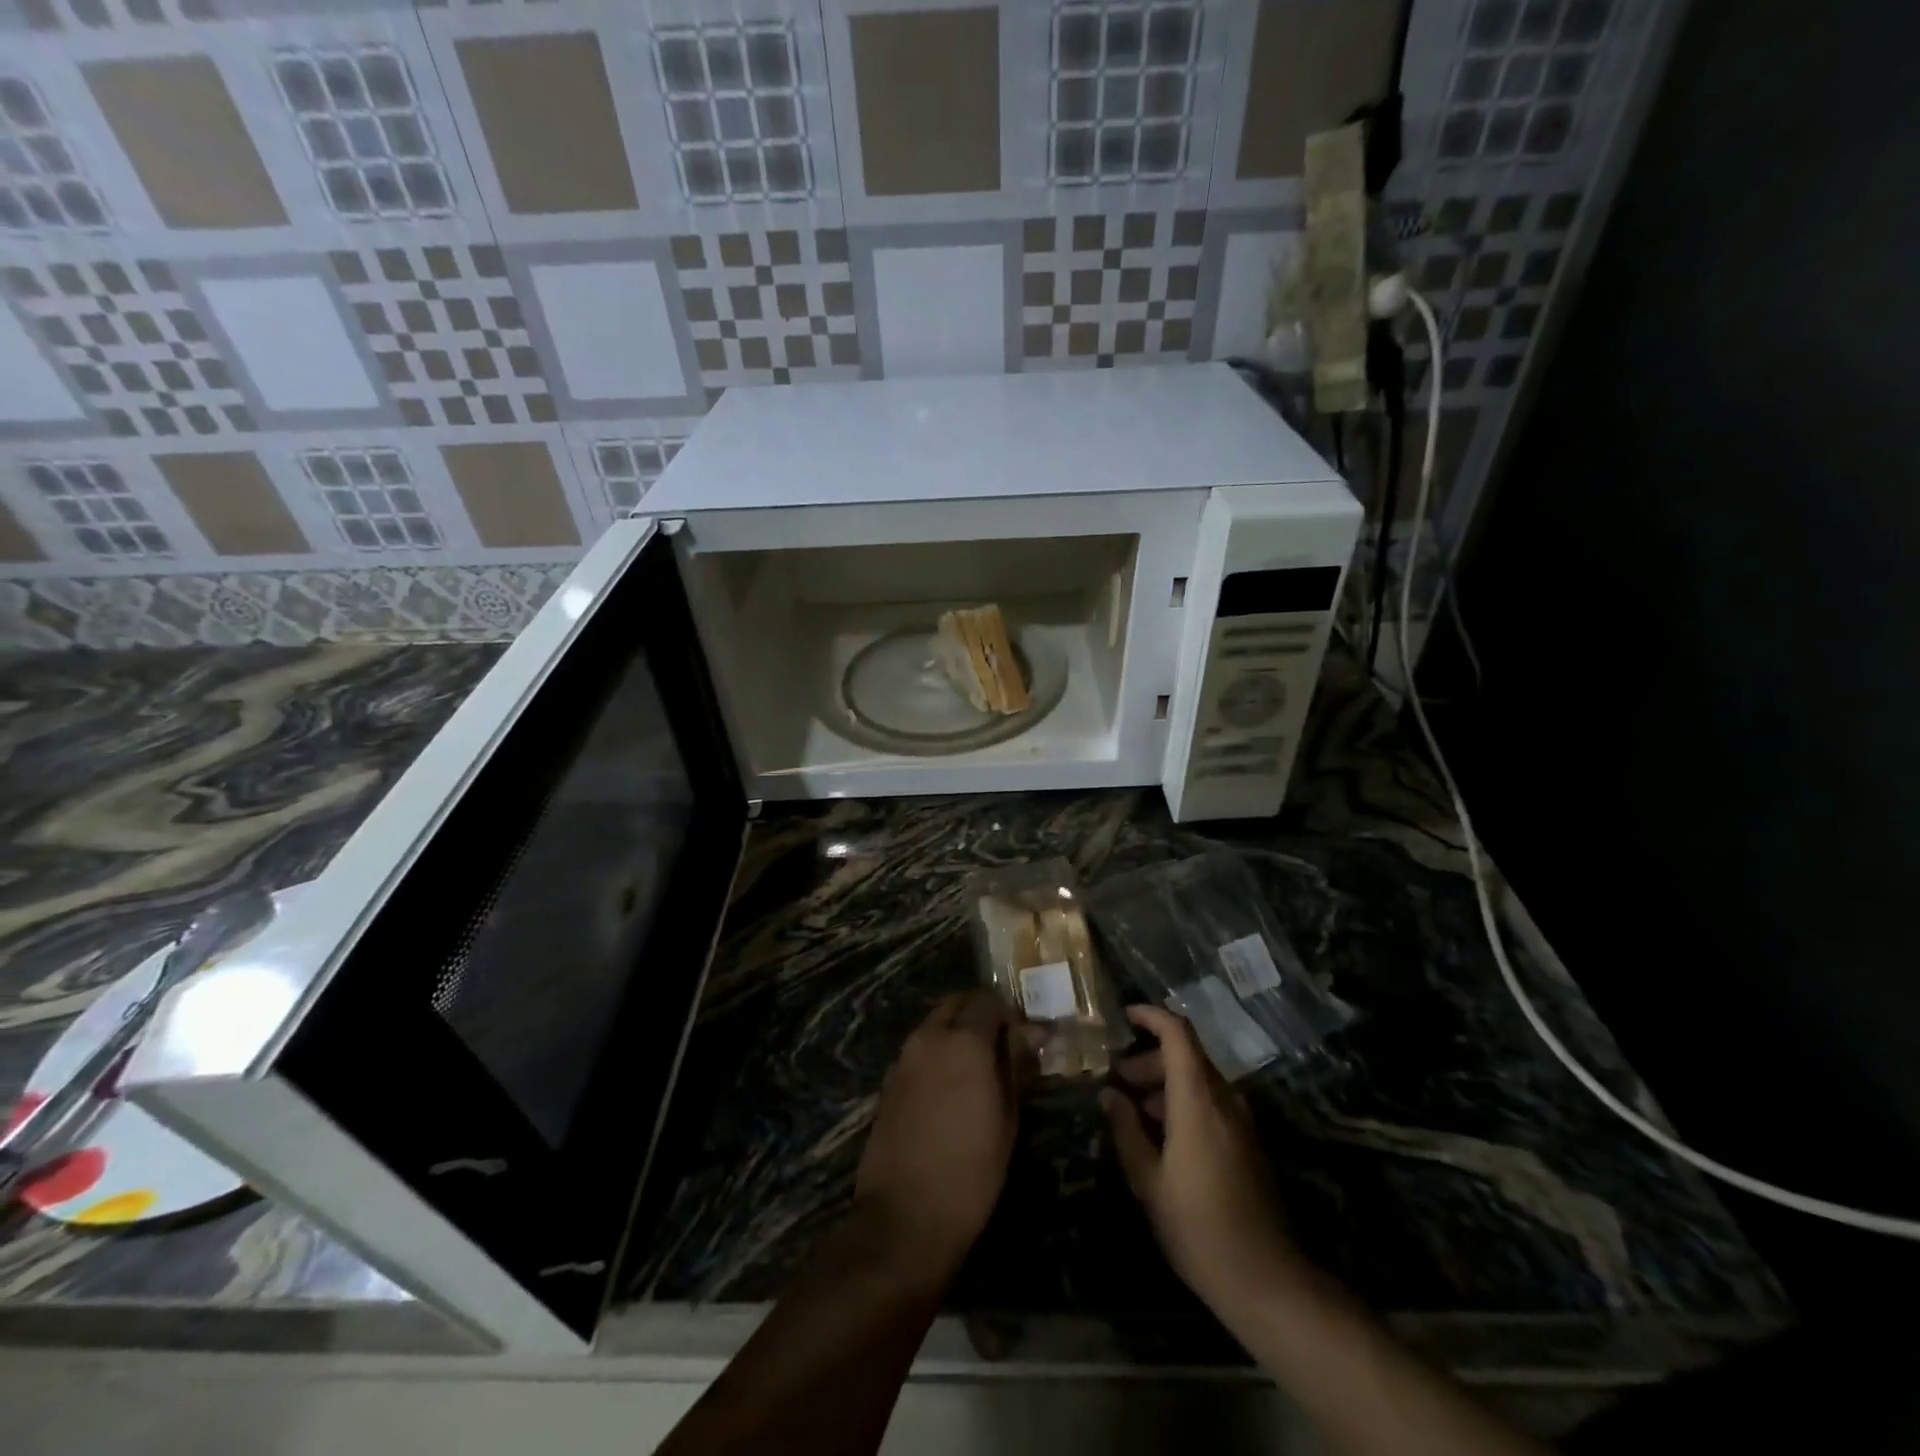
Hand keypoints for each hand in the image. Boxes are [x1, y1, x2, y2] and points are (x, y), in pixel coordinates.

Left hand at [854, 989, 1037, 1282]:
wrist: (904, 1216)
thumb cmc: (970, 1171)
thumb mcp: (1007, 1118)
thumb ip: (1016, 1065)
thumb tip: (1034, 1032)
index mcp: (964, 1041)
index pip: (989, 1000)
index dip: (1010, 1013)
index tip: (1025, 1038)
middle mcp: (929, 1037)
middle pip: (957, 1003)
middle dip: (981, 1014)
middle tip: (1004, 1045)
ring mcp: (904, 1056)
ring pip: (935, 1023)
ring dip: (958, 1031)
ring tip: (980, 1067)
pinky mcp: (889, 1079)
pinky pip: (919, 1048)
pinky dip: (938, 1051)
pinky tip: (951, 1086)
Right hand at [1102, 1005, 1306, 1321]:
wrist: (1267, 1280)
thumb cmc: (1197, 1228)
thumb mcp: (1148, 1181)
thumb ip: (1126, 1130)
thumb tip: (1109, 1095)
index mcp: (1198, 1099)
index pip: (1178, 1033)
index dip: (1151, 1016)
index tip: (1123, 1017)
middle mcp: (1224, 1099)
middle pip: (1186, 1056)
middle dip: (1148, 1059)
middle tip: (1116, 1081)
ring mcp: (1241, 1121)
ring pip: (1198, 1079)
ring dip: (1164, 1083)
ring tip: (1133, 1111)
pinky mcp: (1248, 1142)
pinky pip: (1212, 1103)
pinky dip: (1183, 1102)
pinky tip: (1161, 1136)